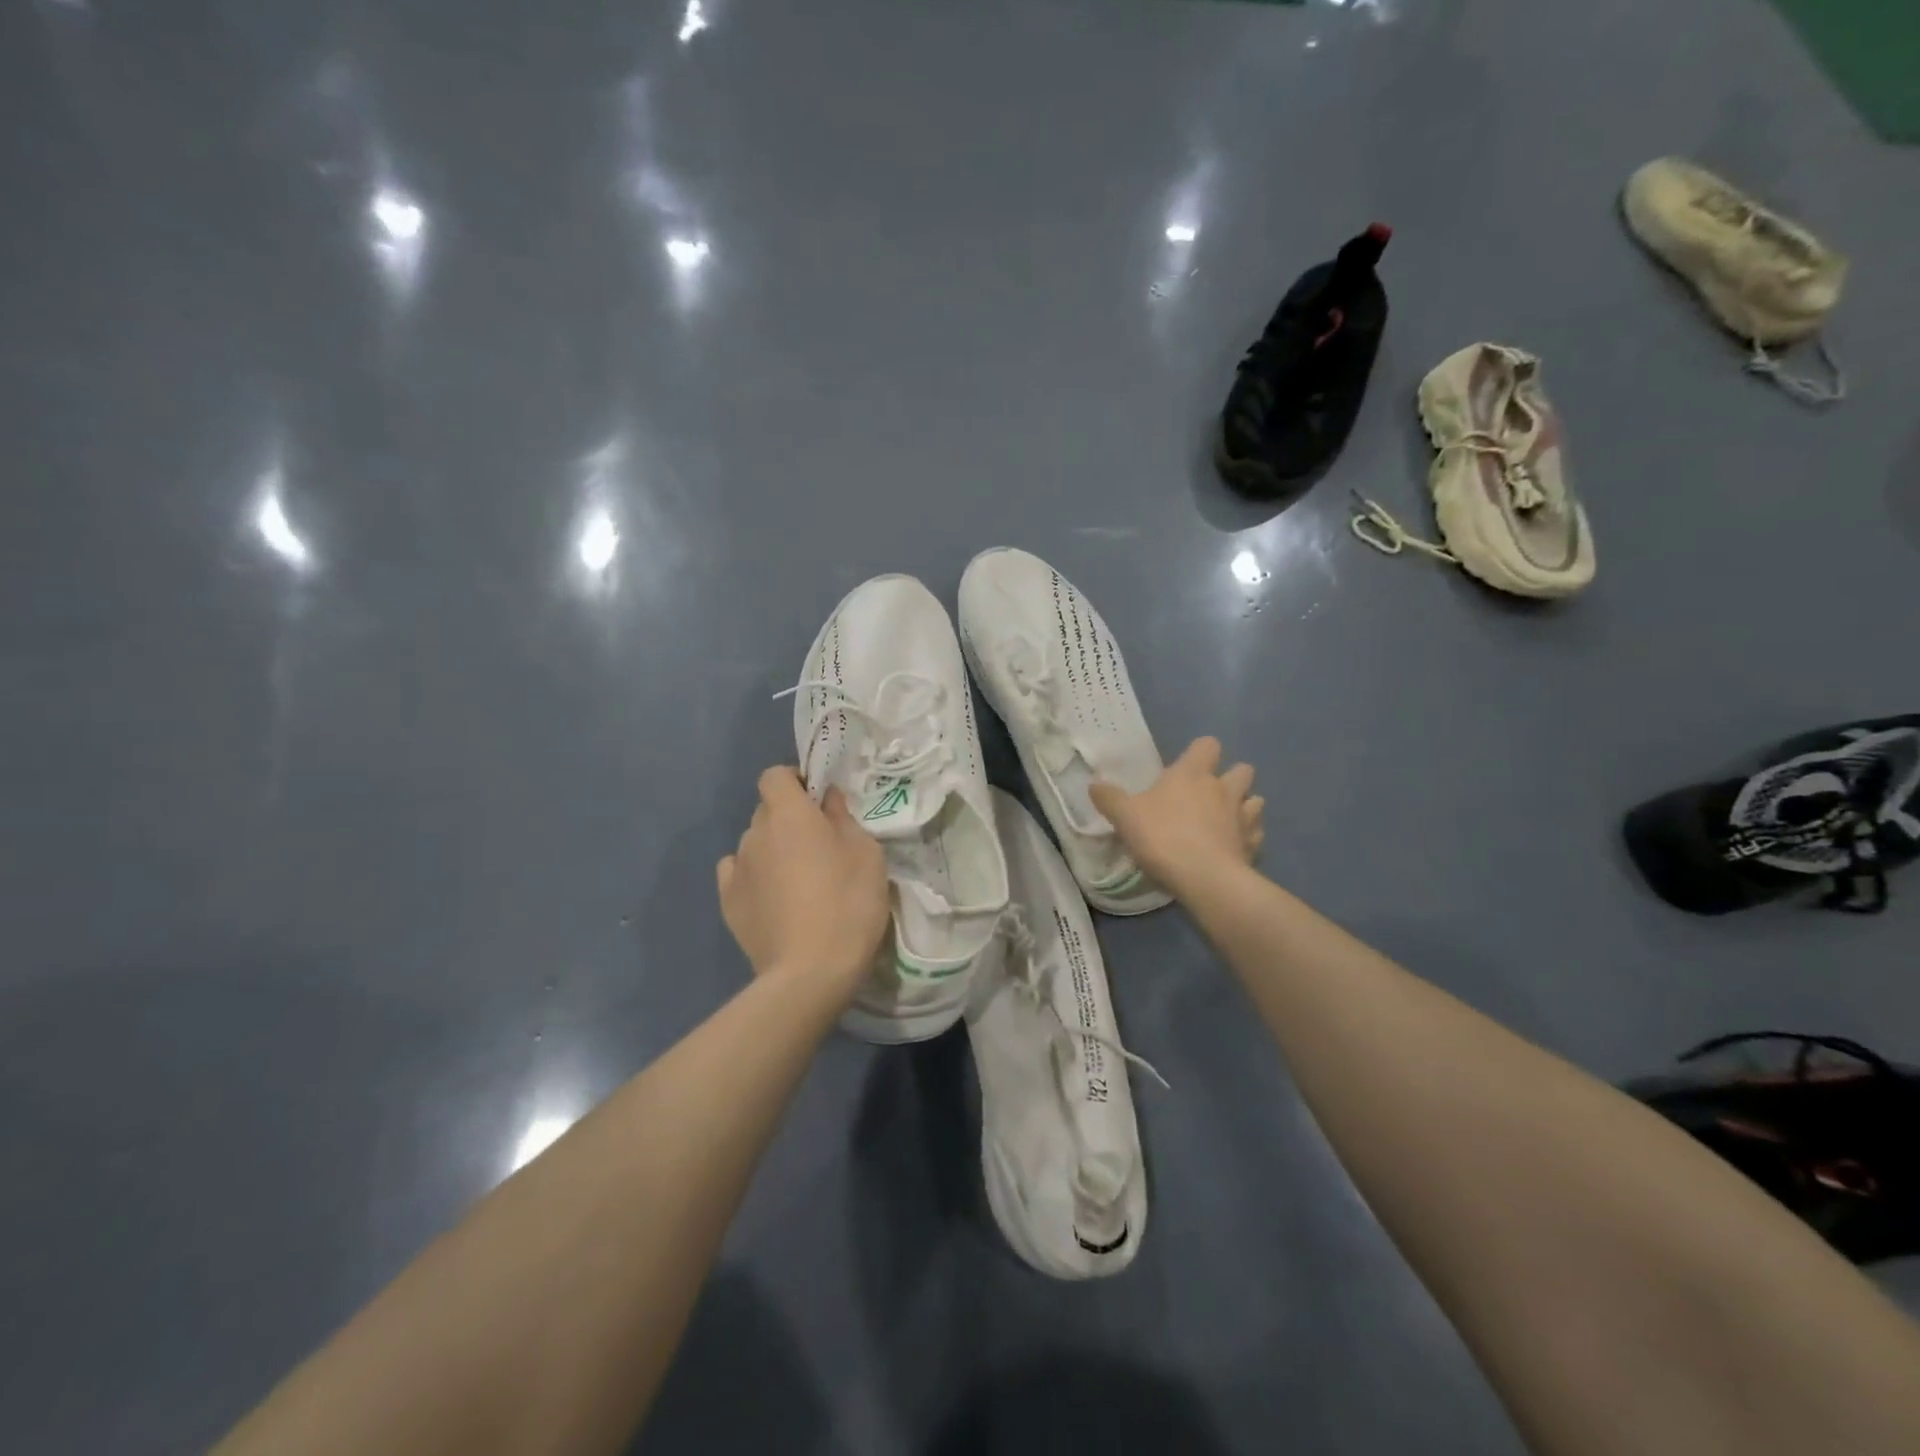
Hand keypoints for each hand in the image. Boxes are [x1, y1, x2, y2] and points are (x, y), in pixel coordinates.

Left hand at [717, 767, 890, 993]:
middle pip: (766, 810)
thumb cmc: (848, 903)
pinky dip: (754, 876)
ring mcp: (737, 868)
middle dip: (788, 819)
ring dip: (773, 849)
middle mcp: (755, 833)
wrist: (810, 972)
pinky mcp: (728, 902)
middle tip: (818, 844)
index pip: (775, 775)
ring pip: (754, 843)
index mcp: (789, 814)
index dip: (794, 781)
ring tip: (797, 880)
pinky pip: (739, 873)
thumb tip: (828, 800)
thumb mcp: (866, 854)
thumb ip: (844, 818)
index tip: (817, 801)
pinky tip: (773, 897)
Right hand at [1090, 738, 1263, 899]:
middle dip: (1232, 777)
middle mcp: (1223, 788)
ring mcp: (1244, 816)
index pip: (1207, 745)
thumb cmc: (1162, 837)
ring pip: (1256, 800)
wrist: (1204, 878)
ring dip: (1245, 806)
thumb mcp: (1125, 816)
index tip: (1188, 765)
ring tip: (1228, 821)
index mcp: (1192, 774)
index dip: (1201, 752)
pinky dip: (1248, 837)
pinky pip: (1256, 834)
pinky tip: (1235, 847)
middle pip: (1243, 769)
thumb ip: (1109, 798)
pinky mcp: (1254, 845)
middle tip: (1210, 794)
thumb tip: (1093, 784)